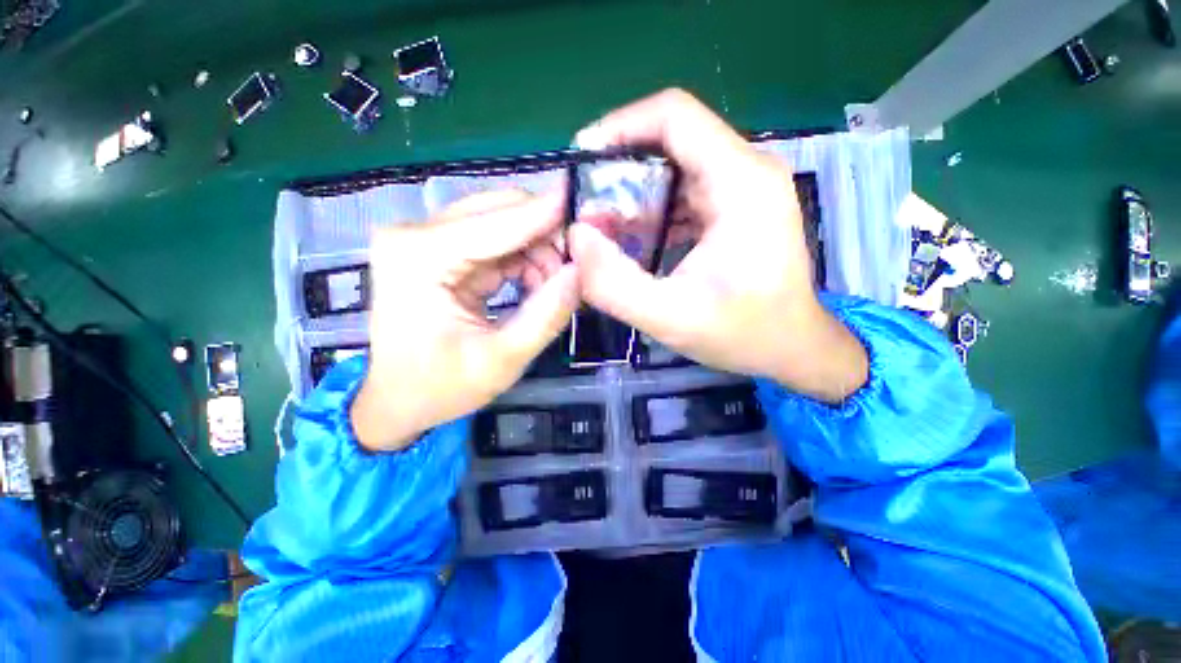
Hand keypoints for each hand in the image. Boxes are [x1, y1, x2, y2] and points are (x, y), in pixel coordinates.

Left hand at [351, 191, 578, 451]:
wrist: (398, 399)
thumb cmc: (441, 387)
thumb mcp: (502, 360)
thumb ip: (546, 316)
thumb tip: (580, 272)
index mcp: (419, 257)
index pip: (496, 223)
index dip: (546, 212)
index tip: (587, 203)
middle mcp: (416, 234)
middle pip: (498, 211)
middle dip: (545, 235)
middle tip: (578, 265)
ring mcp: (426, 238)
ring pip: (502, 222)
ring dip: (537, 250)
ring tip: (554, 287)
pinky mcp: (439, 249)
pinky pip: (496, 240)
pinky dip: (524, 259)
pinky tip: (537, 284)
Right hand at [569, 89, 866, 401]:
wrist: (792, 347)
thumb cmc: (744, 334)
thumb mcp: (671, 318)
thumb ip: (615, 283)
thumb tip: (576, 239)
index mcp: (741, 183)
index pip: (674, 116)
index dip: (620, 126)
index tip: (581, 157)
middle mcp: (746, 171)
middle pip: (671, 140)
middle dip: (620, 168)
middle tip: (586, 206)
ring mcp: (743, 188)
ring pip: (675, 166)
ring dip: (634, 192)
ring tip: (603, 227)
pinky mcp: (736, 207)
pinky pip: (684, 191)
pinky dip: (652, 209)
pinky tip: (633, 239)